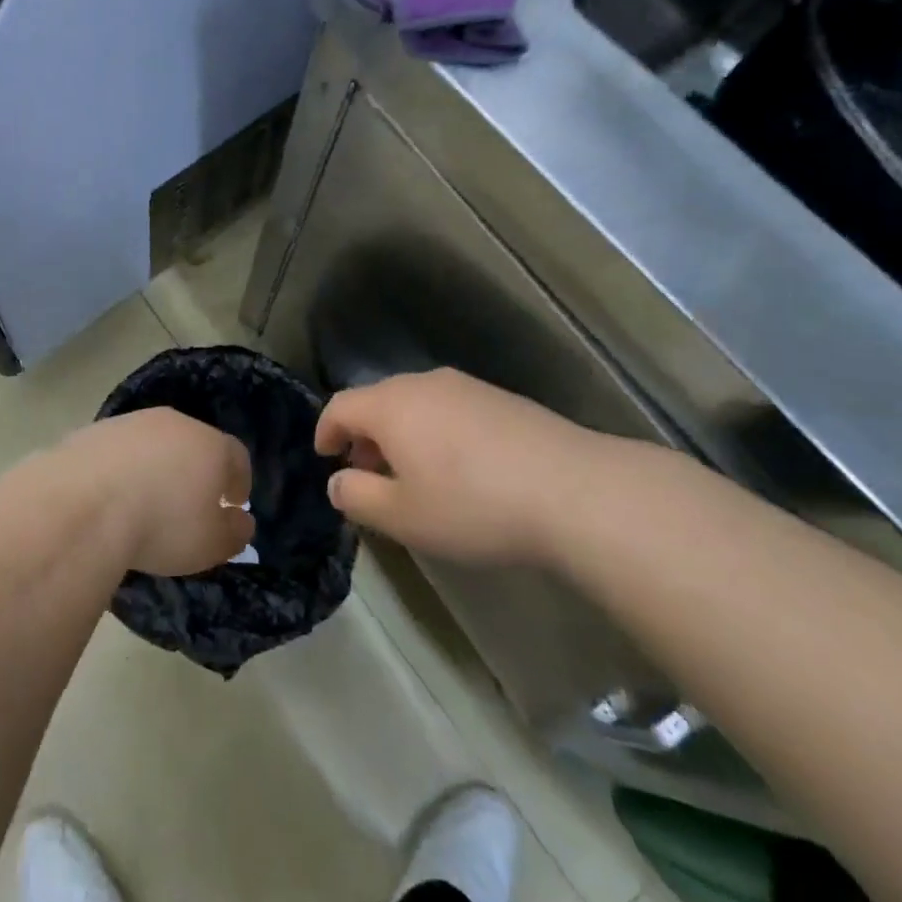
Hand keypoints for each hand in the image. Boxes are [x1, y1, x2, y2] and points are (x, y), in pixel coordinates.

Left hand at [53, 409, 254, 576]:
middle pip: (193, 442)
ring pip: (153, 442)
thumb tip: (241, 520)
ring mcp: (130, 422)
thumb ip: (234, 531)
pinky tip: (110, 495)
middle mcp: (173, 423)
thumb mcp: (211, 543)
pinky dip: (120, 468)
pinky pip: (117, 450)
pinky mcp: (93, 431)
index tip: (234, 502)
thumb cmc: (162, 524)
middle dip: (195, 469)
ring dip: (155, 465)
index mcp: (210, 444)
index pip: (236, 456)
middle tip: (190, 501)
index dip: (239, 480)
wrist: (84, 504)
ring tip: (145, 500)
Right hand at [315, 368, 622, 565]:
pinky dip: (436, 431)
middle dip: (364, 435)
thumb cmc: (474, 505)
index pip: (340, 406)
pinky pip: (450, 409)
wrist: (576, 492)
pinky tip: (459, 468)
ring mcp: (466, 387)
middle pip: (377, 400)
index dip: (325, 431)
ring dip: (401, 433)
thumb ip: (358, 497)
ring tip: (414, 474)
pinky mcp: (501, 399)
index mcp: (391, 406)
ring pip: (415, 403)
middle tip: (368, 473)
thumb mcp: (403, 517)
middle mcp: (423, 384)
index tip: (325, 457)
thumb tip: (337, 482)